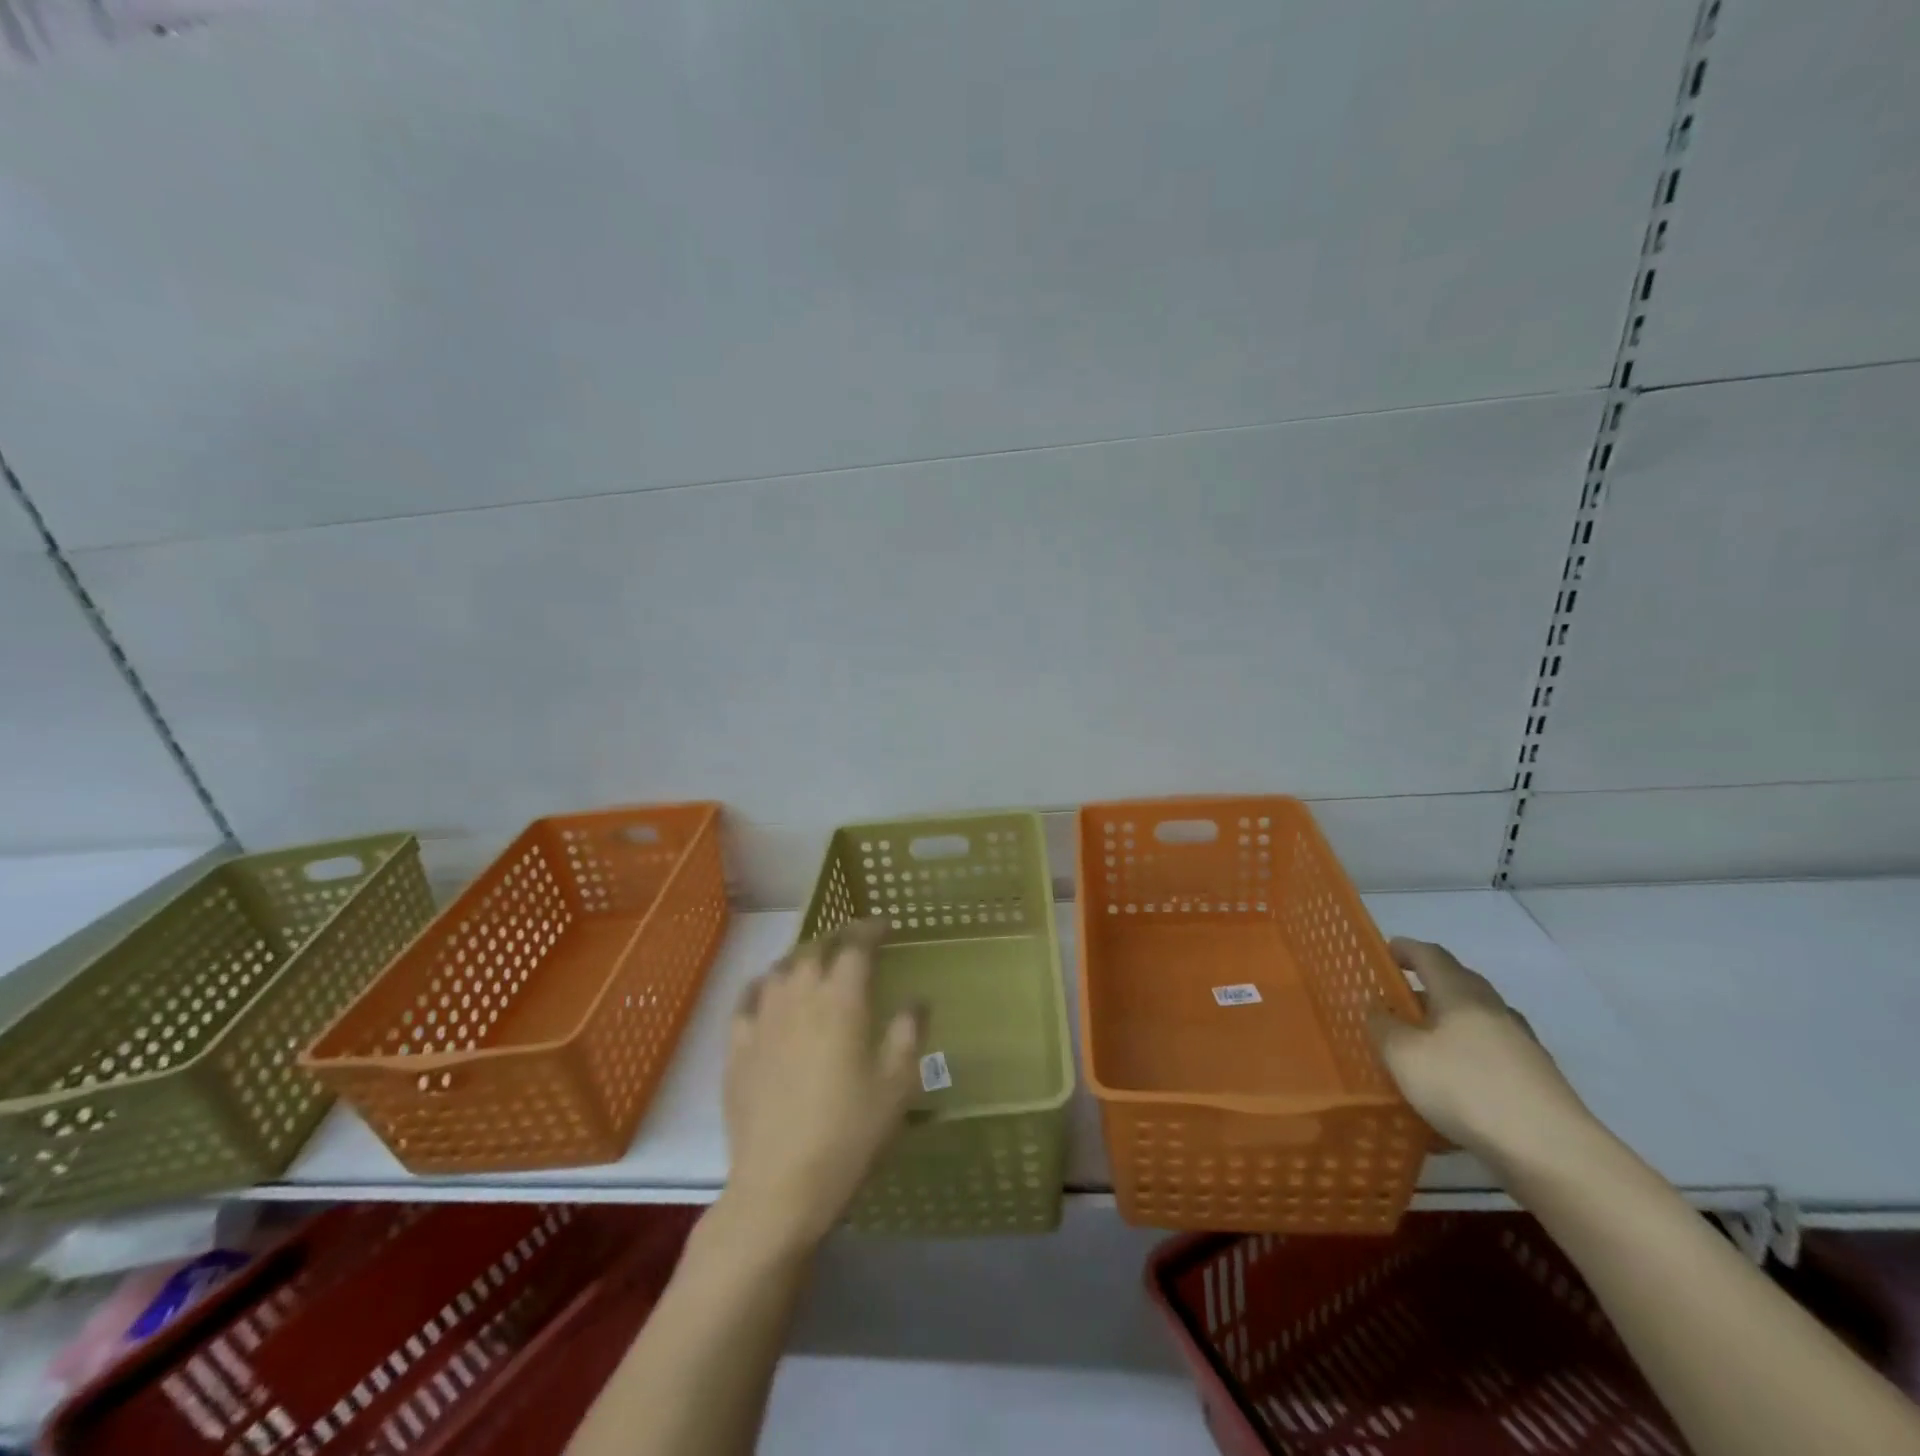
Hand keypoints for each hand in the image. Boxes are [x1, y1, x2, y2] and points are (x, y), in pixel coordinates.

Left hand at [720, 921, 922, 1253]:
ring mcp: (762, 1019)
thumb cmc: (849, 1134)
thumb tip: (917, 1000)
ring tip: (814, 963)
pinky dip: (762, 984)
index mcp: (841, 1000)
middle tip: (853, 942)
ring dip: (801, 957)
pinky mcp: (737, 1047)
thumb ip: (908, 1034)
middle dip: (836, 937)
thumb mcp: (896, 1086)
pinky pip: (747, 999)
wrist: (780, 1185)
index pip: (855, 946)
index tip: (884, 926)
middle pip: (814, 949)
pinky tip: (767, 991)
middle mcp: (799, 996)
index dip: (870, 929)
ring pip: (780, 968)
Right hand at [1367, 938, 1596, 1175]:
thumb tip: (1377, 1007)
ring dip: (1447, 1025)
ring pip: (1476, 1022)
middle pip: (1458, 985)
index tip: (1385, 950)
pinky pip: (1490, 1057)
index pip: (1431, 955)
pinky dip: (1466, 1059)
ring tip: (1421, 1046)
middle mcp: (1494, 1010)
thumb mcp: (1402, 1054)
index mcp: (1461, 994)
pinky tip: (1451, 1088)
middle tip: (1397, 1000)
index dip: (1405, 949)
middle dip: (1426, 987)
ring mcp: (1521, 1046)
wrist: (1552, 1152)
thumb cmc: (1465, 1087)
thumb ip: (1382, 1025)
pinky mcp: (1536, 1082)